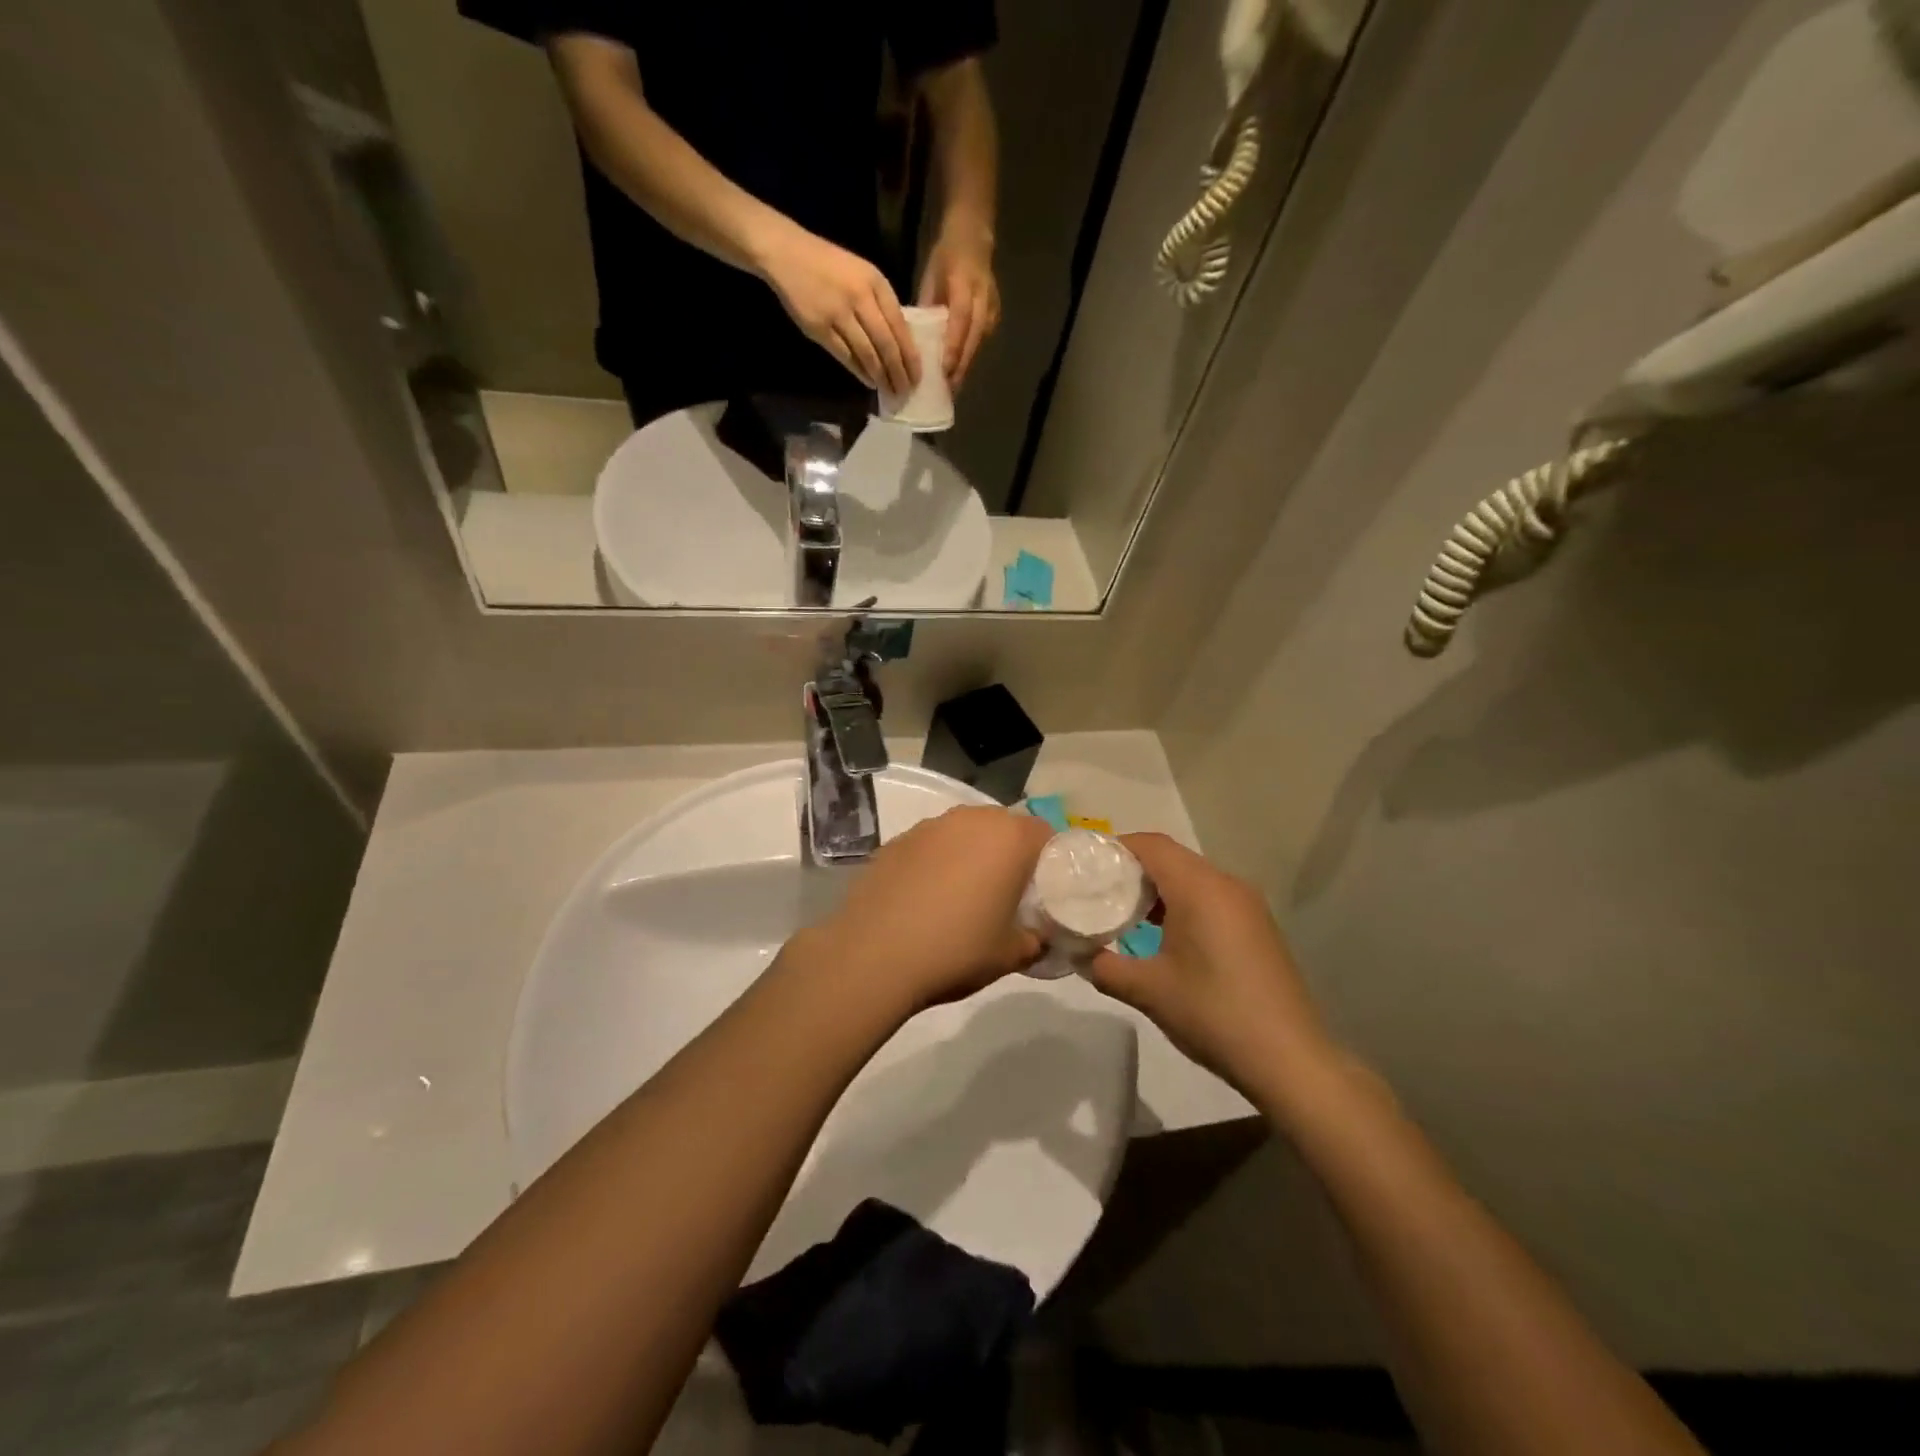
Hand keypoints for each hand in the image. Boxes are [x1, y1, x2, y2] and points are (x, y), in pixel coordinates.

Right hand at [760, 226, 918, 394]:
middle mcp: (860, 297)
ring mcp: (839, 313)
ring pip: (867, 353)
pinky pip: (846, 356)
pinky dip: (859, 371)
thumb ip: (881, 305)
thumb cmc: (830, 266)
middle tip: (905, 391)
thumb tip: (899, 343)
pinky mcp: (820, 328)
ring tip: (889, 391)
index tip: (917, 376)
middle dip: (898, 372)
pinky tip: (868, 382)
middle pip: (886, 344)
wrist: (788, 254)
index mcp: (876, 283)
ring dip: (880, 376)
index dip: (910, 356)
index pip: (900, 326)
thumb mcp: (863, 275)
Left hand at [805, 807, 1049, 1014]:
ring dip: (971, 854)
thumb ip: (1036, 939)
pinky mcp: (897, 841)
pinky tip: (926, 897)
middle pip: (1003, 827)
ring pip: (965, 832)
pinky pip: (931, 845)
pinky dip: (937, 862)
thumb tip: (1040, 936)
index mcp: (1008, 838)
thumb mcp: (1011, 955)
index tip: (1043, 891)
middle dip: (1010, 854)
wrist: (873, 955)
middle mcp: (970, 819)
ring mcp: (929, 826)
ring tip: (963, 895)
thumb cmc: (956, 950)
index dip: (1049, 861)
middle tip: (1007, 893)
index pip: (1044, 834)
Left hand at [917, 229, 999, 390]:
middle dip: (962, 364)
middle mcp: (983, 296)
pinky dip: (970, 356)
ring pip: (979, 341)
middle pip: (974, 336)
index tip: (945, 370)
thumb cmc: (946, 256)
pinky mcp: (995, 314)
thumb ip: (927, 307)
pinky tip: (960, 371)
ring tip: (953, 387)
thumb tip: (917, 339)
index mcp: (964, 283)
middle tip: (949, 389)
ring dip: (967, 365)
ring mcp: (992, 306)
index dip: (954, 346)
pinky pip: (982, 339)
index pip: (961, 319)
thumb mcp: (931, 276)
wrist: (974, 236)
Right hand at [1086, 834, 1336, 1096]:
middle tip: (1098, 892)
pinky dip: (1182, 903)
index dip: (1116, 848)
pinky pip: (1211, 897)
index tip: (1086, 867)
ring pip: (1193, 877)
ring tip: (1124, 914)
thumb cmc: (1213, 1014)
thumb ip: (1104, 966)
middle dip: (1133, 868)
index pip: (1151, 845)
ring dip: (1158, 888)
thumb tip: (1080, 955)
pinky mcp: (1257, 927)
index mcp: (1199, 888)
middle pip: (1171, 857)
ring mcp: (1247, 906)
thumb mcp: (1147, 991)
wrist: (1290, 1060)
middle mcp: (1226, 885)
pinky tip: (1164, 935)